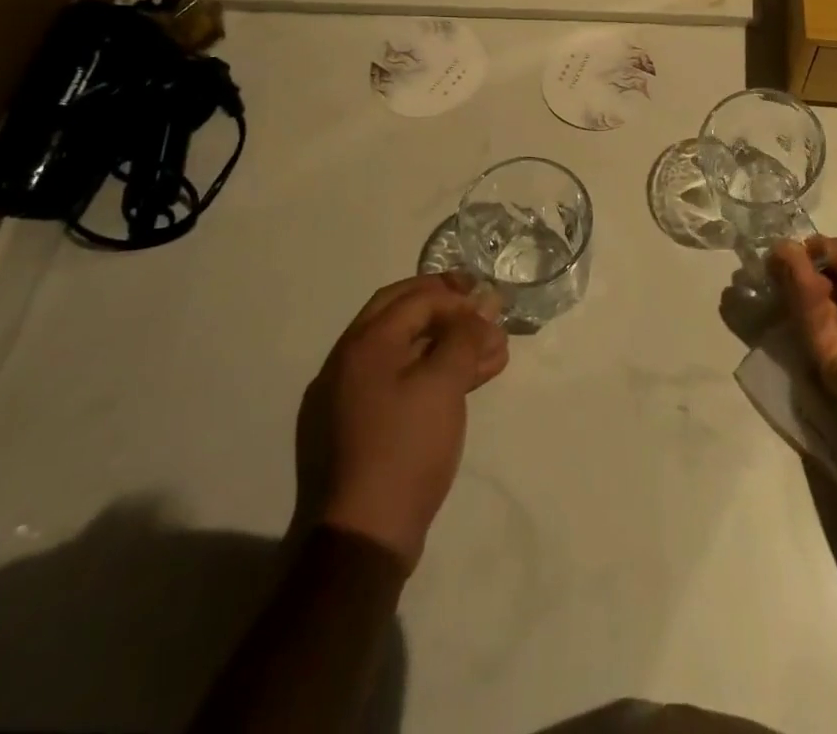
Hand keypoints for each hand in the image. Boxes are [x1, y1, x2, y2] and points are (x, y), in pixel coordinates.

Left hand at [299, 273, 508, 569]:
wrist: (359, 541)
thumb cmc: (404, 450)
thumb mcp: (443, 385)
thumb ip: (465, 337)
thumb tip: (482, 305)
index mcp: (363, 344)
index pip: (415, 299)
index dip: (457, 297)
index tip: (490, 306)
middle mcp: (347, 361)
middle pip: (402, 314)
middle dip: (446, 307)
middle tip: (481, 308)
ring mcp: (345, 397)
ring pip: (404, 351)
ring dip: (446, 343)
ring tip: (491, 352)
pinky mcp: (354, 428)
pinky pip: (397, 382)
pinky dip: (431, 373)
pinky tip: (465, 381)